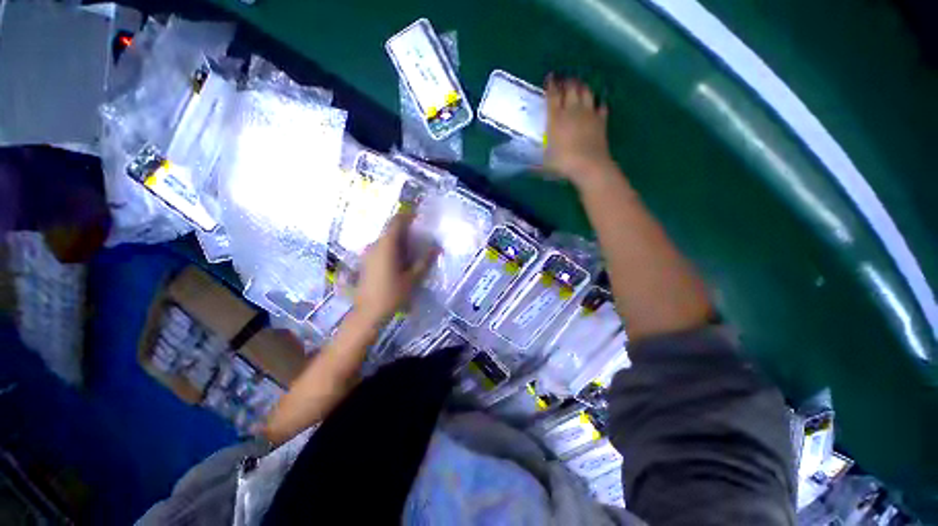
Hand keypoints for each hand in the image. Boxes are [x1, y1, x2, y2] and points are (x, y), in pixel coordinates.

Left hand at [354, 212, 437, 323]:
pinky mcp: (366, 262)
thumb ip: (425, 260)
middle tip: (421, 235)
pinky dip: (392, 248)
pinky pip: (381, 248)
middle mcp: (375, 245)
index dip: (407, 216)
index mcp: (386, 245)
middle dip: (406, 229)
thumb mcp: (413, 278)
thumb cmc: (392, 294)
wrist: (368, 313)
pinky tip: (401, 260)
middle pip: (391, 230)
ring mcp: (368, 254)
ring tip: (414, 248)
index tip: (419, 216)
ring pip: (386, 240)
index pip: (396, 221)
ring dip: (399, 240)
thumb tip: (436, 247)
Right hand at [544, 76, 616, 186]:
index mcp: (556, 118)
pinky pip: (601, 106)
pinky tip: (597, 103)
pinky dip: (598, 102)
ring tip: (579, 85)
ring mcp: (589, 113)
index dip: (551, 84)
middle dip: (567, 81)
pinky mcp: (601, 120)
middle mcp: (572, 111)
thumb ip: (535, 163)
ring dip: (582, 86)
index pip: (553, 95)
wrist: (589, 165)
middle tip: (564, 81)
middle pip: (571, 87)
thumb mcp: (545, 163)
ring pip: (586, 91)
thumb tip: (526, 169)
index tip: (550, 77)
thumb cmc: (563, 163)